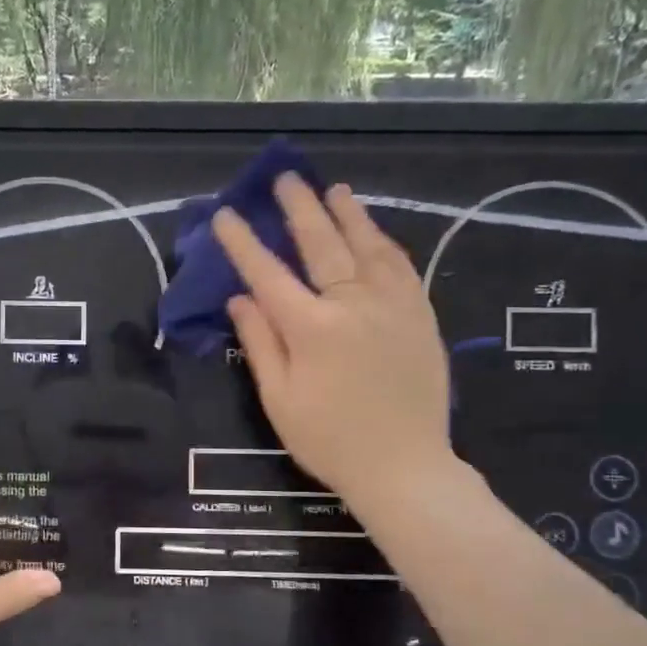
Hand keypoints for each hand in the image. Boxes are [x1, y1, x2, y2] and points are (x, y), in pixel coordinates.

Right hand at [212, 174, 458, 530]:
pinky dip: (384, 242)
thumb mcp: (279, 400)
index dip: (243, 243)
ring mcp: (393, 306)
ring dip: (347, 215)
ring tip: (333, 190)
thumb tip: (240, 300)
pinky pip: (401, 267)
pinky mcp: (420, 316)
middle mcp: (353, 304)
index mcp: (311, 328)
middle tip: (286, 179)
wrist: (404, 467)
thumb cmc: (329, 440)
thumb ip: (260, 344)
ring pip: (367, 247)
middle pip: (321, 245)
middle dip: (299, 209)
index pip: (267, 274)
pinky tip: (375, 232)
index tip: (226, 215)